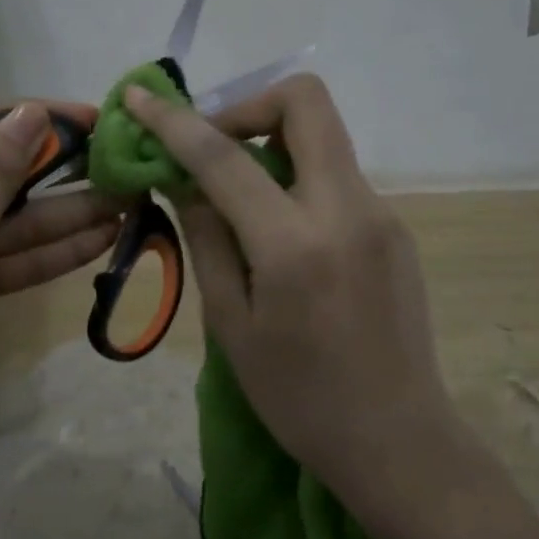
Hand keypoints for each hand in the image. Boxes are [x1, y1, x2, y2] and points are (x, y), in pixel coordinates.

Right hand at [123, 75, 451, 494]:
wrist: (399, 441)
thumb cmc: (300, 398)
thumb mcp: (231, 324)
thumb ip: (207, 238)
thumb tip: (186, 180)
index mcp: (295, 243)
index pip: (225, 156)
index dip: (174, 121)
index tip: (139, 97)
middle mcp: (347, 208)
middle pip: (305, 100)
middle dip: (248, 105)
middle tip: (214, 147)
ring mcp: (380, 212)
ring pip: (322, 136)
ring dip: (272, 144)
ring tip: (238, 197)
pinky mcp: (395, 226)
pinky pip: (336, 175)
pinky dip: (296, 179)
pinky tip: (280, 231)